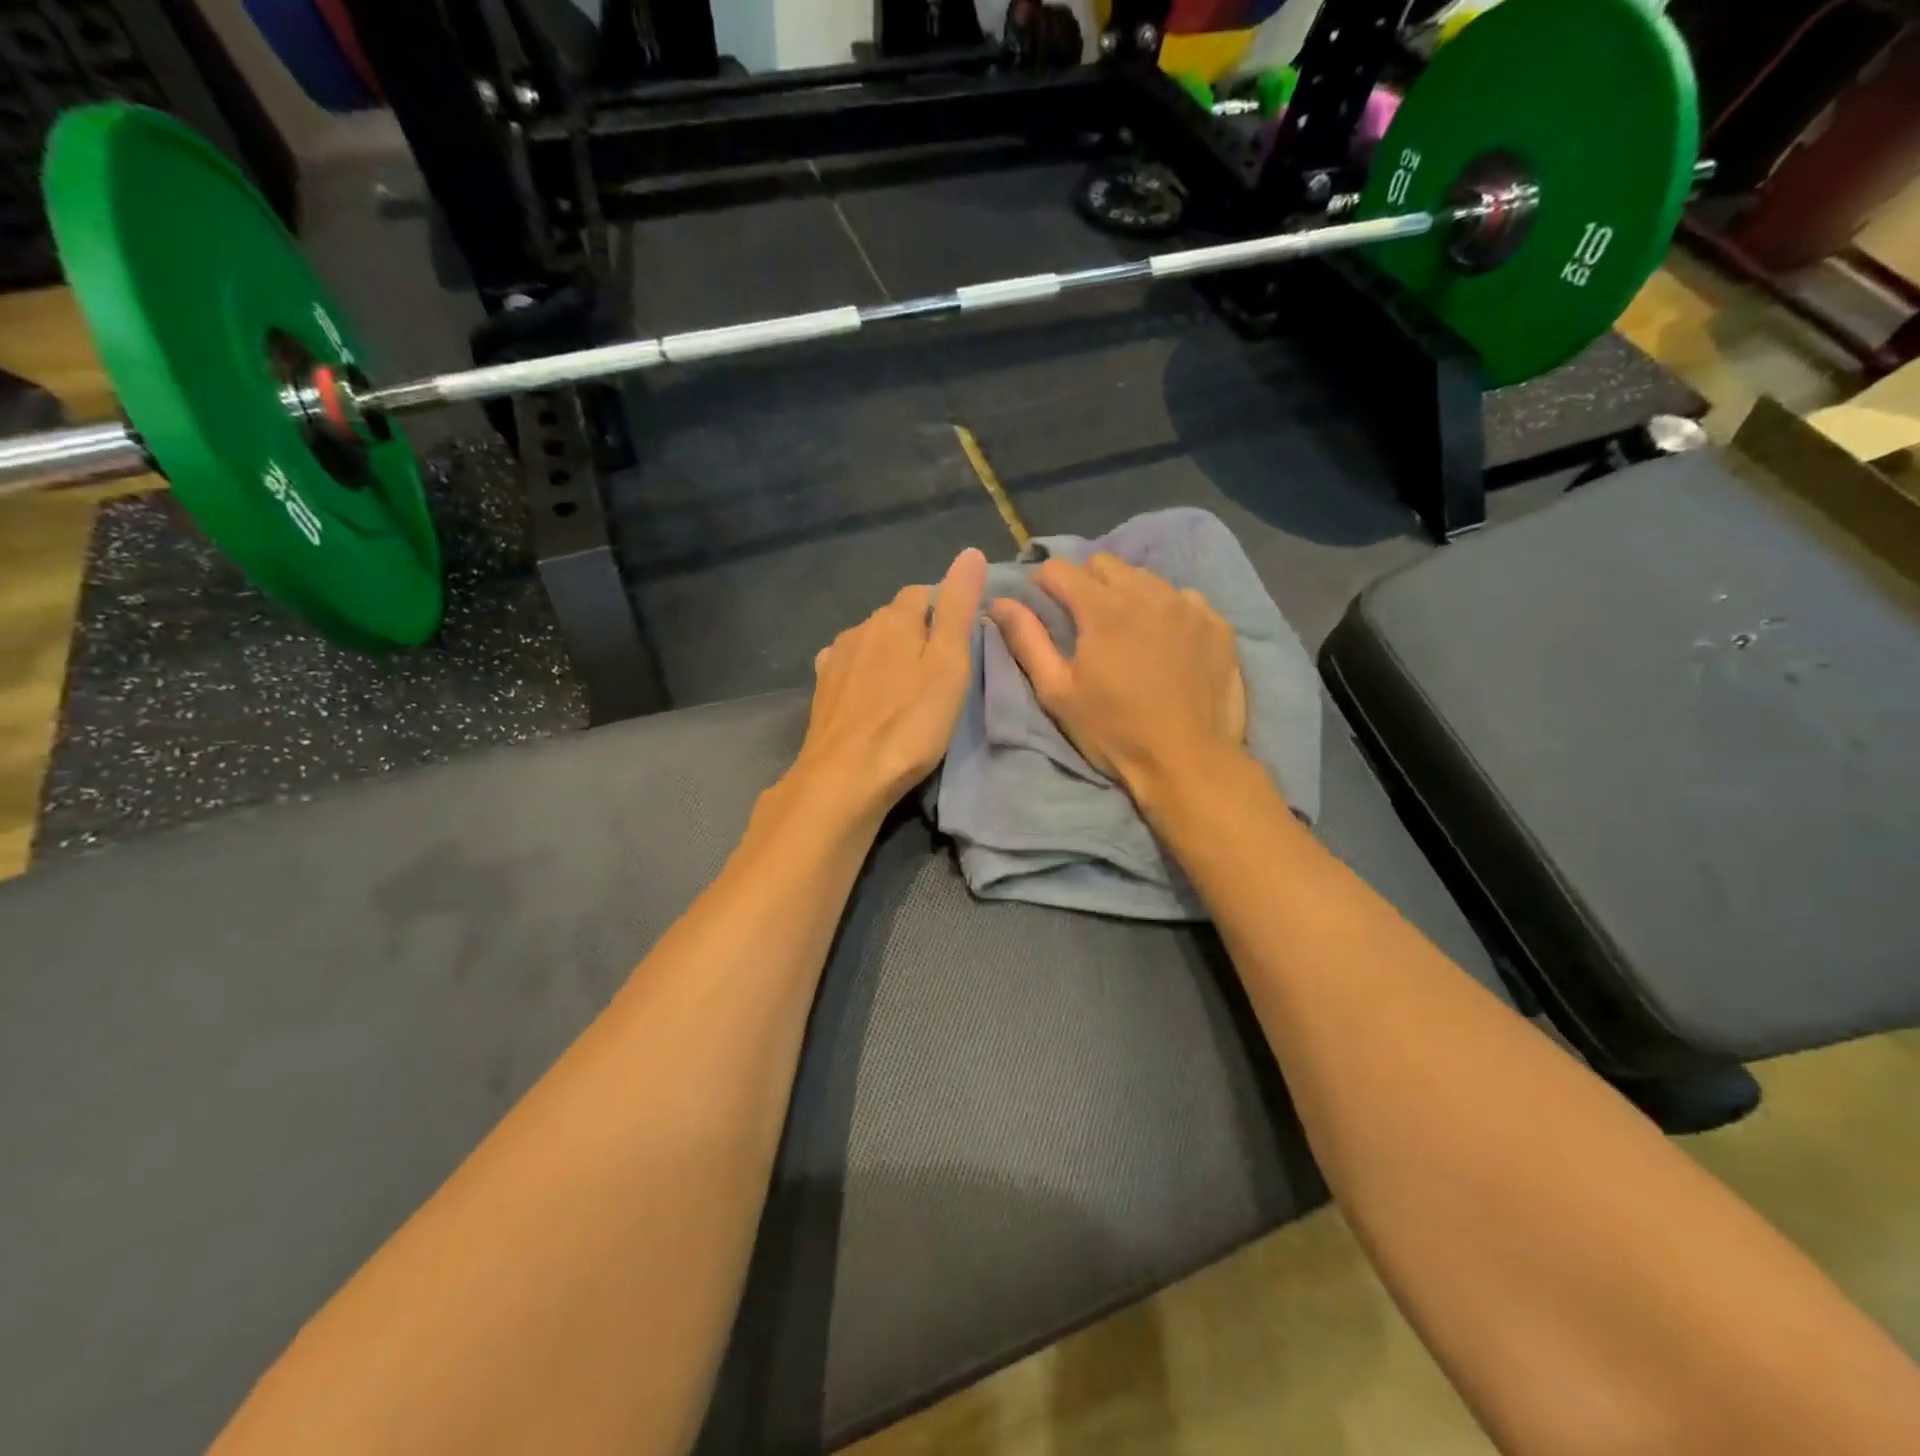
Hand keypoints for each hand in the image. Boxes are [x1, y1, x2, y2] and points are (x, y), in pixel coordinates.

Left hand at [790, 548, 988, 816]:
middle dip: (918, 631)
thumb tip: (970, 552)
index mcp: (893, 618)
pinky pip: (850, 668)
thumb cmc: (910, 722)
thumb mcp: (949, 664)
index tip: (962, 640)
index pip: (923, 593)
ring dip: (890, 654)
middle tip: (941, 669)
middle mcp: (859, 629)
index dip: (945, 610)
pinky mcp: (822, 690)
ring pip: (871, 643)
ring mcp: (835, 659)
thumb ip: (959, 608)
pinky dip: (866, 675)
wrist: (846, 776)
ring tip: (908, 687)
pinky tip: (872, 697)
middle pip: (895, 617)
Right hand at [987, 554, 1247, 800]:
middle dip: (1087, 582)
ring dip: (1128, 594)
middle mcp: (1147, 593)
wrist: (1188, 761)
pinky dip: (1169, 611)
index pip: (1061, 569)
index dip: (1044, 582)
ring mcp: (1188, 606)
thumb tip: (1000, 602)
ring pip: (1147, 578)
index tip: (1043, 603)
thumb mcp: (1058, 692)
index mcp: (1102, 608)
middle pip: (1105, 564)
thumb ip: (1027, 640)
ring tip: (1128, 630)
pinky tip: (1167, 642)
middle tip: (1084, 620)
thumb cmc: (1114, 731)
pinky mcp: (1217, 624)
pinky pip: (1185, 600)